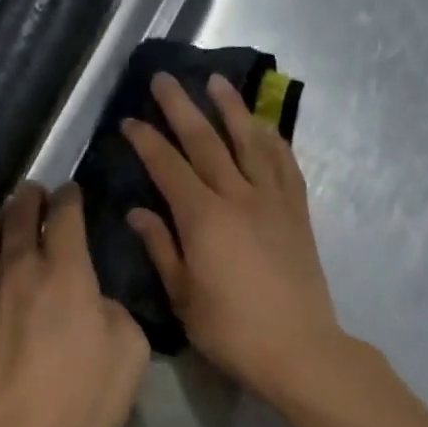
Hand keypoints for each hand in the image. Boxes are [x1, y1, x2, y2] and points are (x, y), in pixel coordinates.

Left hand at [0, 182, 150, 426]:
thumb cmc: (80, 399)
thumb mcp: (129, 353)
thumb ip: (115, 315)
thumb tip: (94, 303)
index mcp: (66, 274)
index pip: (65, 219)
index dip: (69, 200)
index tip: (71, 190)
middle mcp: (19, 274)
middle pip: (18, 221)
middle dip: (28, 200)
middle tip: (33, 190)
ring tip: (5, 216)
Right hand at [121, 73, 345, 403]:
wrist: (297, 347)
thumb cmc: (230, 330)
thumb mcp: (183, 295)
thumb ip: (161, 248)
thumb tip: (138, 213)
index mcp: (203, 219)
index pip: (169, 168)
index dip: (147, 142)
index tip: (129, 120)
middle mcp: (238, 198)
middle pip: (206, 142)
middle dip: (181, 108)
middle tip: (164, 78)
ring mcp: (273, 202)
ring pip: (250, 143)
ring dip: (231, 110)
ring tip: (216, 82)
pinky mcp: (298, 214)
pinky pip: (285, 166)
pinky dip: (273, 141)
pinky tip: (264, 127)